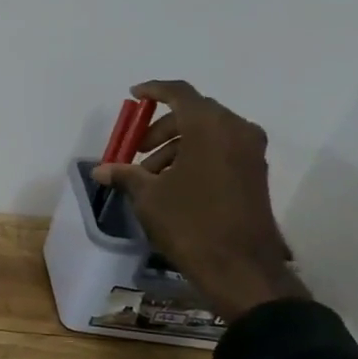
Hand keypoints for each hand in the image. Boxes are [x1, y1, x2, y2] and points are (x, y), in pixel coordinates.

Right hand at [94, 80, 309, 322]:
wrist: (241, 267)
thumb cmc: (190, 223)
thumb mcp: (149, 197)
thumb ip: (125, 175)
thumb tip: (101, 169)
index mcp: (210, 126)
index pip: (179, 93)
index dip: (154, 90)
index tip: (133, 96)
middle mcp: (236, 130)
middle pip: (194, 113)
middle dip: (161, 128)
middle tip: (136, 151)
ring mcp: (250, 153)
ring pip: (208, 134)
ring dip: (177, 147)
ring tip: (151, 177)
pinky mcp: (255, 174)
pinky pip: (221, 151)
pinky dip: (196, 157)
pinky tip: (174, 185)